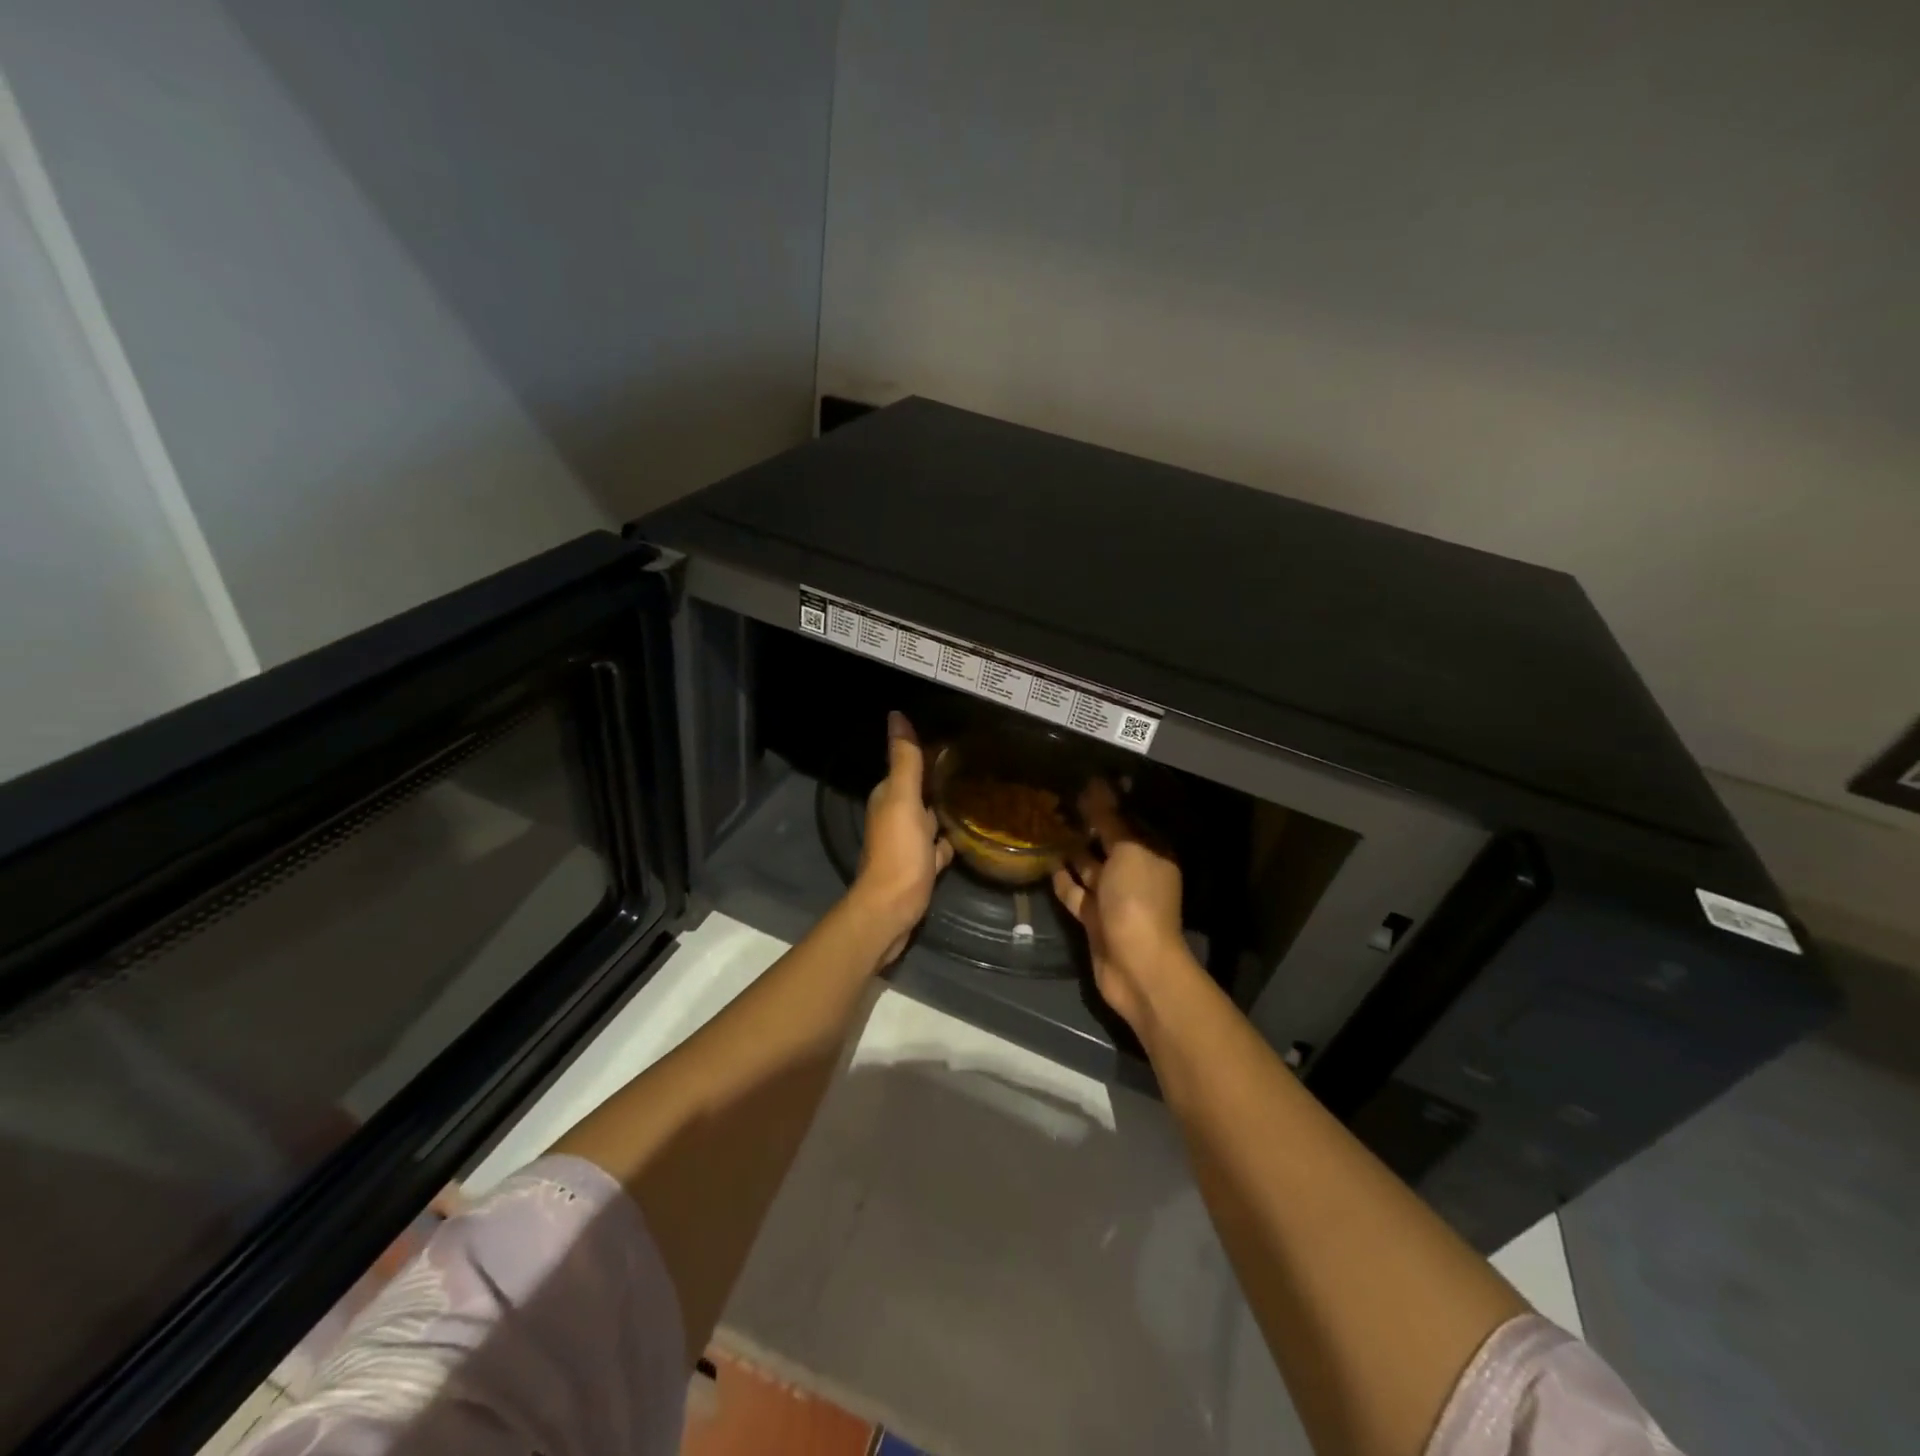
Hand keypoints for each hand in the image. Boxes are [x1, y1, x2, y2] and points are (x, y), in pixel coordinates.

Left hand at [852, 711, 953, 964]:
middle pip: (920, 791)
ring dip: (946, 808)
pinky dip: (950, 838)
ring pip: (930, 818)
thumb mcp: (903, 800)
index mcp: (889, 797)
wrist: (892, 909)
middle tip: (975, 764)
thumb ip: (904, 760)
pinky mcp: (921, 866)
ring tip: (978, 793)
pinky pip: (939, 846)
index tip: (956, 740)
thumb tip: (896, 715)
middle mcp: (895, 816)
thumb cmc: (899, 852)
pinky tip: (970, 833)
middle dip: (940, 779)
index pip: (907, 766)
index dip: (927, 753)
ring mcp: (908, 843)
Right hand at [1052, 781, 1198, 1031]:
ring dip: (1072, 850)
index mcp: (1151, 853)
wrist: (1136, 965)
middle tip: (1057, 801)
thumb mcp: (1126, 851)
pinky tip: (1046, 861)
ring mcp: (1114, 897)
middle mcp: (1134, 872)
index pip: (1129, 820)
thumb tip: (1099, 784)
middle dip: (1087, 825)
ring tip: (1046, 826)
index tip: (1081, 783)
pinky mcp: (1094, 918)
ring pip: (1090, 866)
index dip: (1108, 803)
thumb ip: (1110, 819)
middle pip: (1109, 842)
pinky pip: (1076, 892)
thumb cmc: (1136, 900)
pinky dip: (1063, 879)